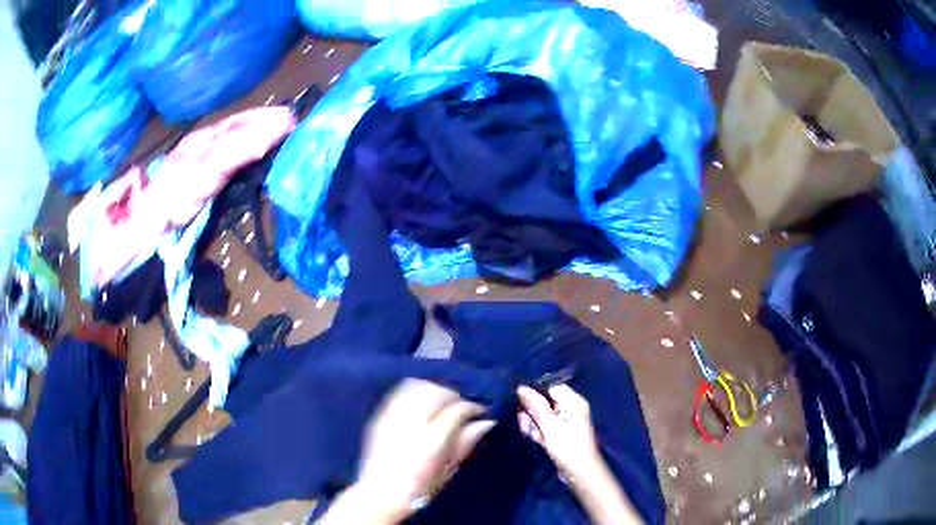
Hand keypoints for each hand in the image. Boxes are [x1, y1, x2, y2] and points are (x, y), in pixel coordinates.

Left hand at [326, 379, 495, 523]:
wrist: (379, 494)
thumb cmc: (418, 489)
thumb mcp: (448, 472)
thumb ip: (464, 444)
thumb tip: (485, 422)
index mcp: (430, 441)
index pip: (456, 410)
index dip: (472, 408)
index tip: (481, 413)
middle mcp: (409, 424)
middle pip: (436, 392)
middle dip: (453, 396)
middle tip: (463, 408)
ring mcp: (391, 418)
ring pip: (417, 388)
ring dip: (435, 391)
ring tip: (443, 405)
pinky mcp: (380, 417)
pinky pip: (400, 393)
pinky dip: (416, 393)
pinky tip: (423, 405)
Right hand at [518, 384, 642, 523]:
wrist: (579, 472)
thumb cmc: (567, 447)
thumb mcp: (549, 426)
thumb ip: (536, 406)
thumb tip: (521, 387)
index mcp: (573, 402)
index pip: (551, 387)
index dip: (535, 392)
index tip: (520, 401)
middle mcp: (570, 408)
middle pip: (544, 401)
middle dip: (531, 411)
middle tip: (525, 424)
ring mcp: (565, 421)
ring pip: (541, 414)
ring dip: (533, 423)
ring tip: (532, 435)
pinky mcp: (560, 432)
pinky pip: (544, 425)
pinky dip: (538, 431)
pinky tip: (536, 440)